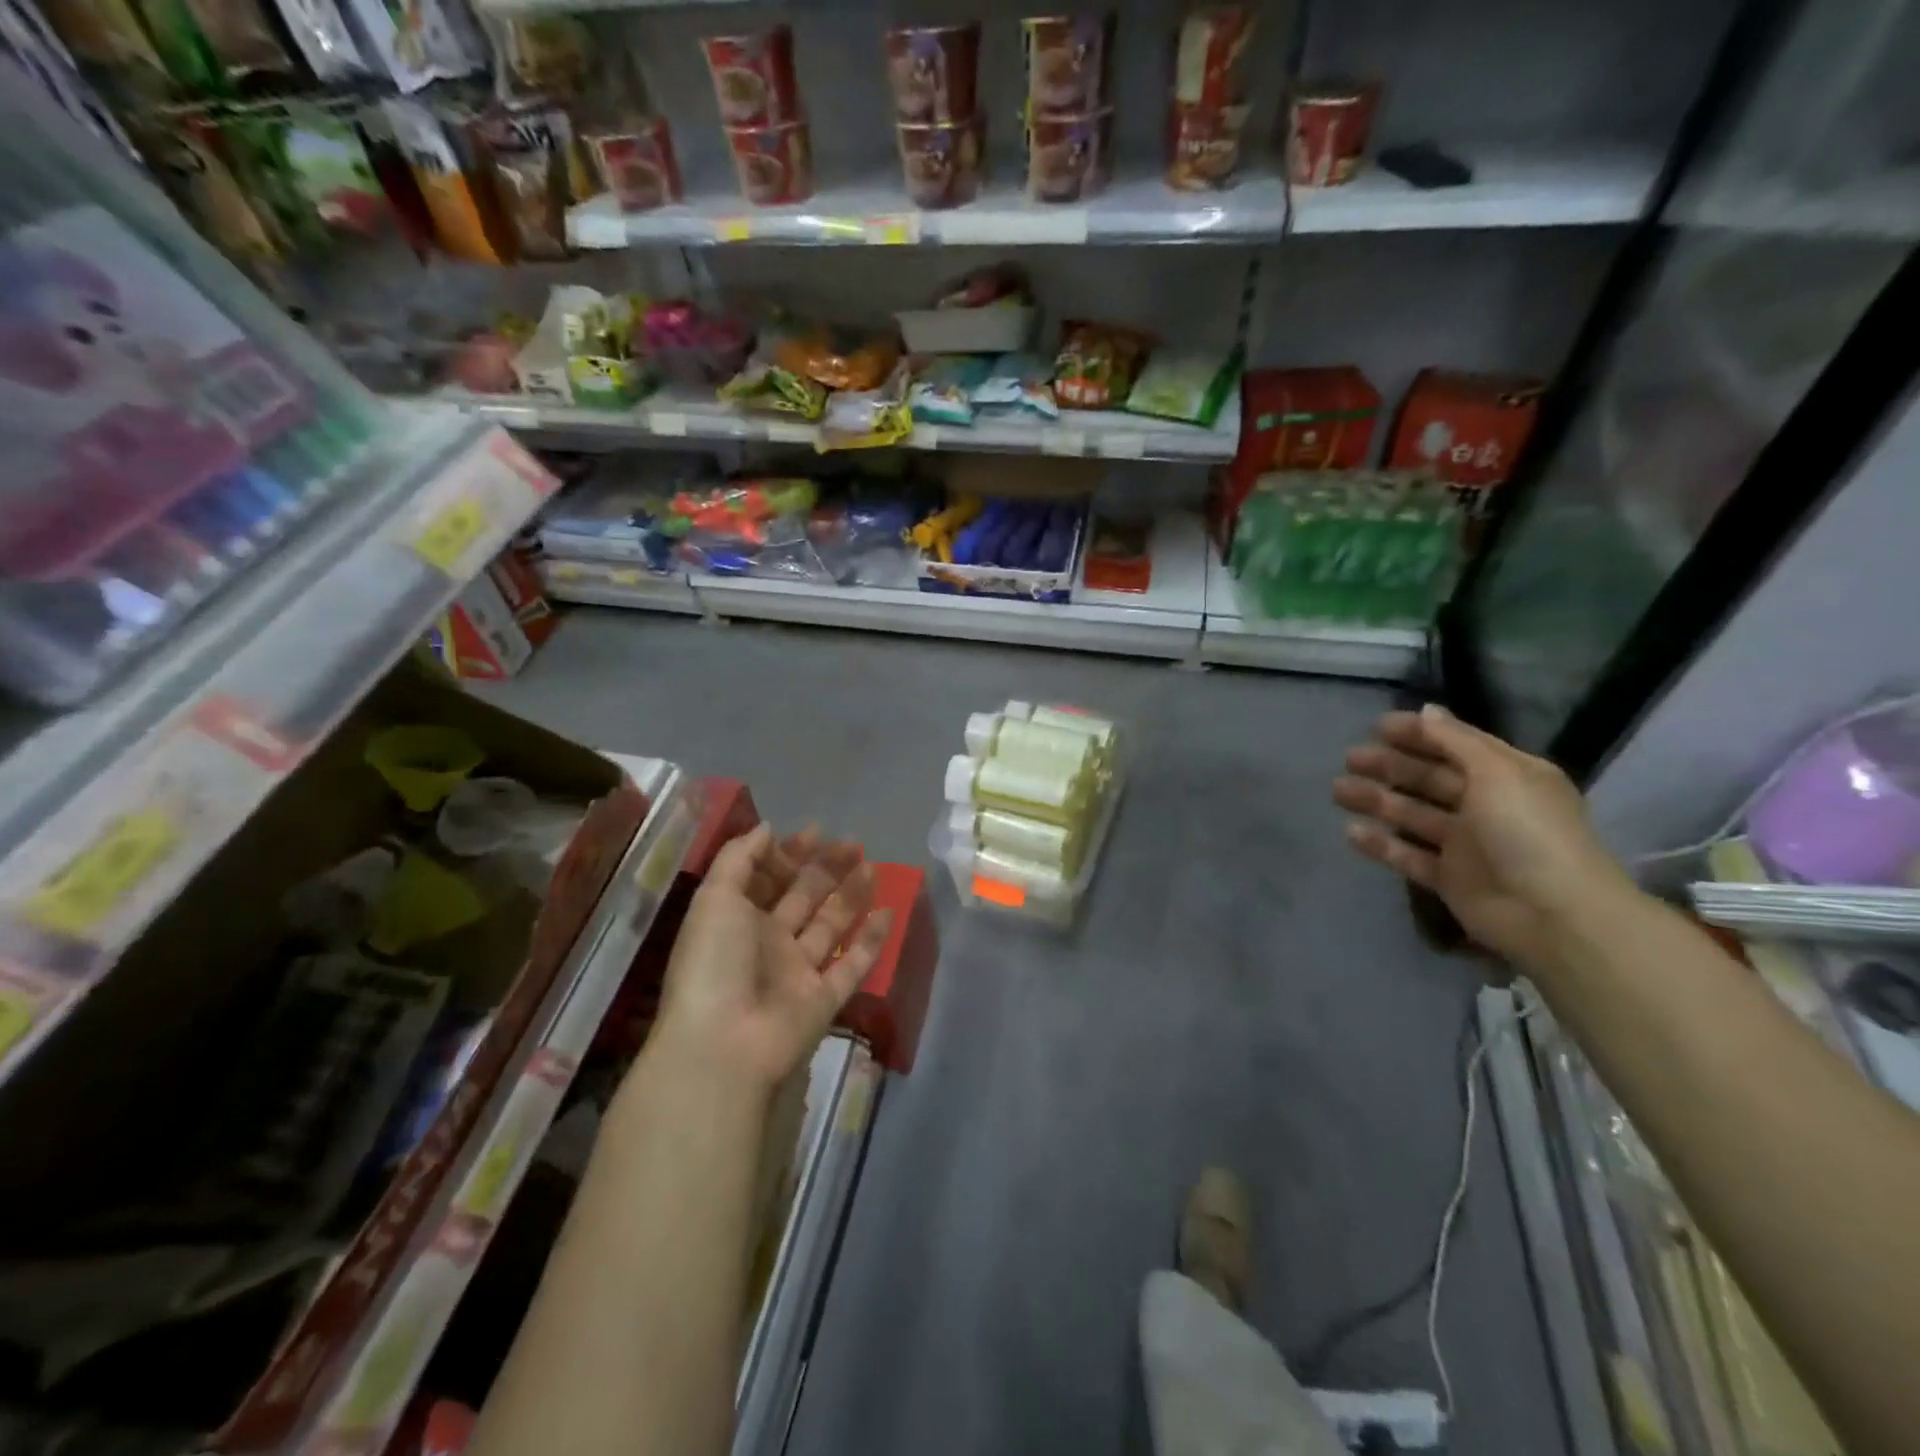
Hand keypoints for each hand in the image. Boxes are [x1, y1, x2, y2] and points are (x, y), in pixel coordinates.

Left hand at [653, 824, 893, 1090]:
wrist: (724, 1044)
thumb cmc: (715, 963)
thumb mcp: (715, 898)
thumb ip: (739, 858)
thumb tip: (769, 829)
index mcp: (737, 919)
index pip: (767, 879)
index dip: (789, 854)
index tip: (816, 831)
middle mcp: (768, 942)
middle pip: (803, 898)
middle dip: (826, 868)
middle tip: (853, 843)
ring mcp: (798, 972)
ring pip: (830, 926)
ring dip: (850, 895)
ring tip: (872, 866)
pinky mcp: (824, 999)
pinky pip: (853, 964)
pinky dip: (871, 940)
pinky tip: (888, 911)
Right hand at [1333, 705, 1636, 973]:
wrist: (1554, 914)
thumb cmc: (1529, 831)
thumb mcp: (1498, 773)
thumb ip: (1457, 740)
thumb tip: (1426, 711)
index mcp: (1507, 776)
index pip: (1455, 745)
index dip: (1418, 734)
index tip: (1376, 727)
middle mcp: (1486, 806)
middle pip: (1428, 779)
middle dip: (1389, 766)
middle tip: (1349, 759)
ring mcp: (1466, 844)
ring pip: (1412, 815)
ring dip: (1376, 800)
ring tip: (1338, 792)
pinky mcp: (1449, 878)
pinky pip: (1408, 855)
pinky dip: (1381, 844)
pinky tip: (1350, 832)